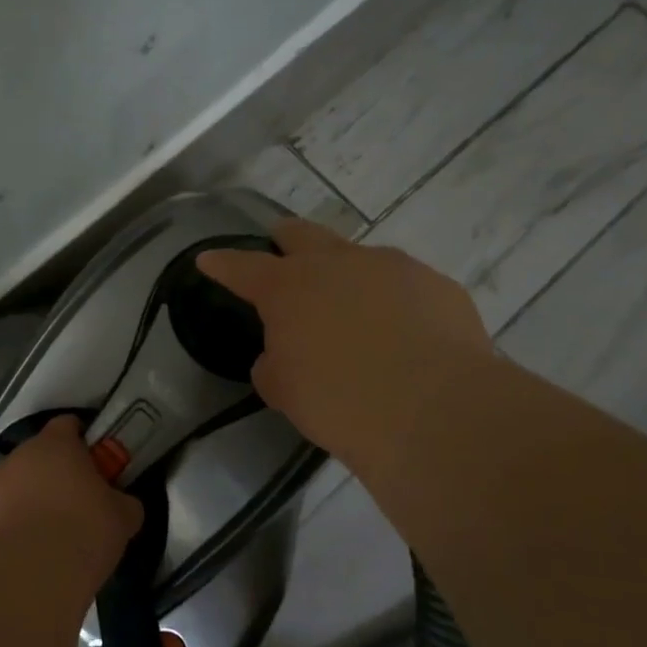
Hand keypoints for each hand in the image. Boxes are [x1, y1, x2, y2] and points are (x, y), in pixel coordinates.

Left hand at [0, 415, 143, 587]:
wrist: (32, 572)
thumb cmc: (85, 531)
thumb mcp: (124, 516)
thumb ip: (123, 502)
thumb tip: (123, 504)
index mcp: (55, 445)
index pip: (66, 424)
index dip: (79, 439)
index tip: (91, 460)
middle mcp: (17, 456)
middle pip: (33, 455)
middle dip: (47, 472)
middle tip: (68, 501)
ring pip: (5, 484)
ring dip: (18, 497)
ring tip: (36, 530)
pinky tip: (10, 548)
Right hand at [196, 219, 490, 470]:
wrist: (436, 412)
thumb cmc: (340, 403)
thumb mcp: (284, 391)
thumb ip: (273, 365)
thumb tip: (281, 356)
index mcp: (289, 287)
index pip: (243, 267)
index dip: (222, 263)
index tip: (208, 259)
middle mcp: (338, 264)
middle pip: (302, 235)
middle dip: (285, 239)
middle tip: (281, 250)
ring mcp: (393, 268)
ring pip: (359, 258)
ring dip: (346, 276)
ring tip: (353, 311)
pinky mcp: (438, 286)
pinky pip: (404, 286)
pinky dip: (393, 302)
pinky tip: (403, 334)